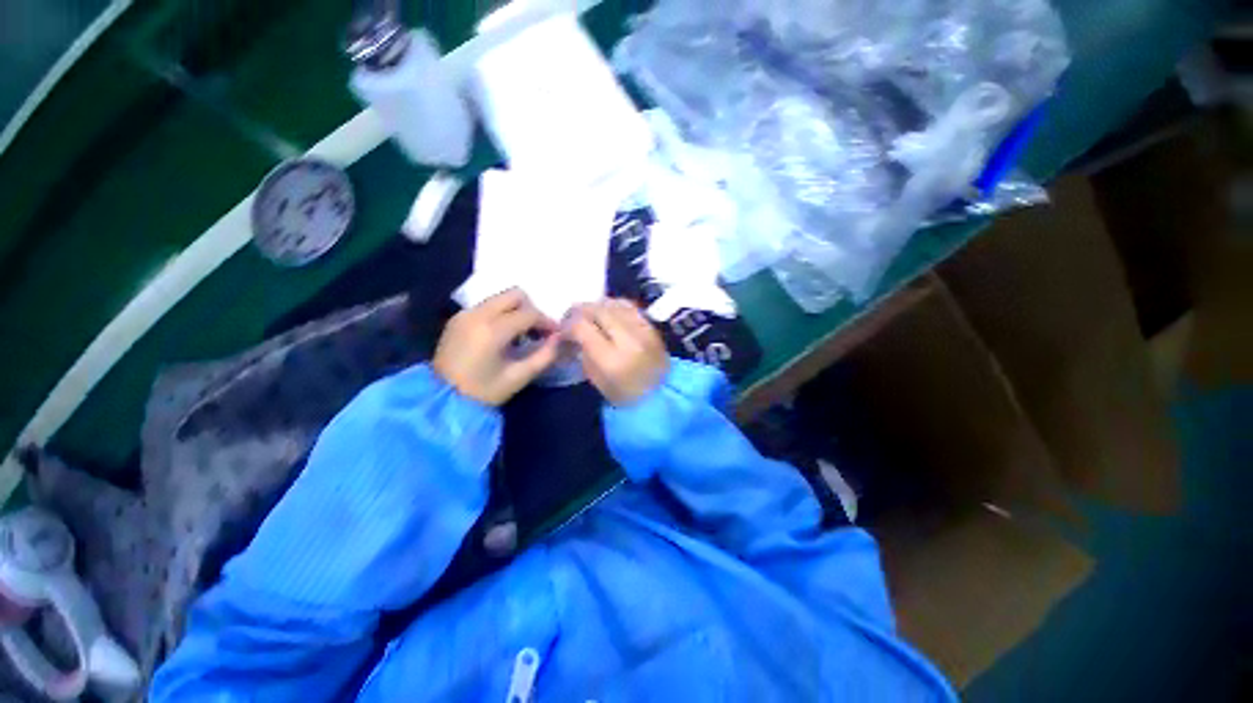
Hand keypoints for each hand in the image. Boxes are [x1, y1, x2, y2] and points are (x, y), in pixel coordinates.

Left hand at [433, 289, 560, 405]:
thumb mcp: (519, 377)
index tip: (555, 334)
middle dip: (531, 310)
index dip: (547, 322)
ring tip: (521, 335)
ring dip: (516, 311)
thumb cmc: (483, 391)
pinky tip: (502, 336)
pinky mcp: (458, 318)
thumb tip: (559, 339)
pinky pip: (487, 306)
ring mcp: (465, 314)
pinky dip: (501, 314)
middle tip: (537, 330)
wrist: (440, 399)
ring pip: (500, 298)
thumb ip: (544, 356)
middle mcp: (478, 314)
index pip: (529, 313)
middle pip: (515, 294)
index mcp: (493, 330)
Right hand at [566, 299, 668, 406]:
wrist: (661, 394)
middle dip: (579, 311)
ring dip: (596, 306)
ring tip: (590, 314)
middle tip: (572, 318)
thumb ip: (583, 352)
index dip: (567, 325)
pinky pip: (629, 306)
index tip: (564, 330)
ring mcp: (643, 329)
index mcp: (611, 359)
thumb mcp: (596, 379)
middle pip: (597, 309)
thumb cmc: (624, 394)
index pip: (581, 326)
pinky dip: (614, 306)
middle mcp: (628, 339)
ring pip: (613, 303)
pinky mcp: (652, 326)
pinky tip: (608, 313)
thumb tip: (573, 333)